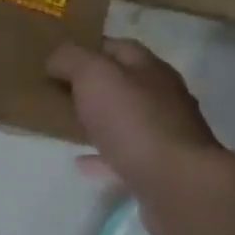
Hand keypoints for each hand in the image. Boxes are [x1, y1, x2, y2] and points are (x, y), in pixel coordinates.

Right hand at [48, 37, 228, 211]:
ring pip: (125, 120)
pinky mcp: (161, 169)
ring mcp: (165, 135)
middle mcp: (163, 97)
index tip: (57, 59)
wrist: (179, 187)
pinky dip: (103, 156)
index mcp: (150, 69)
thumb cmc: (134, 122)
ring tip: (67, 125)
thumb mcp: (94, 75)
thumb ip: (71, 59)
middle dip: (92, 86)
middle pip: (123, 84)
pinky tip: (82, 162)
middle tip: (58, 92)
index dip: (87, 48)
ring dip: (99, 121)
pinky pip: (125, 156)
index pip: (117, 47)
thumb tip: (56, 59)